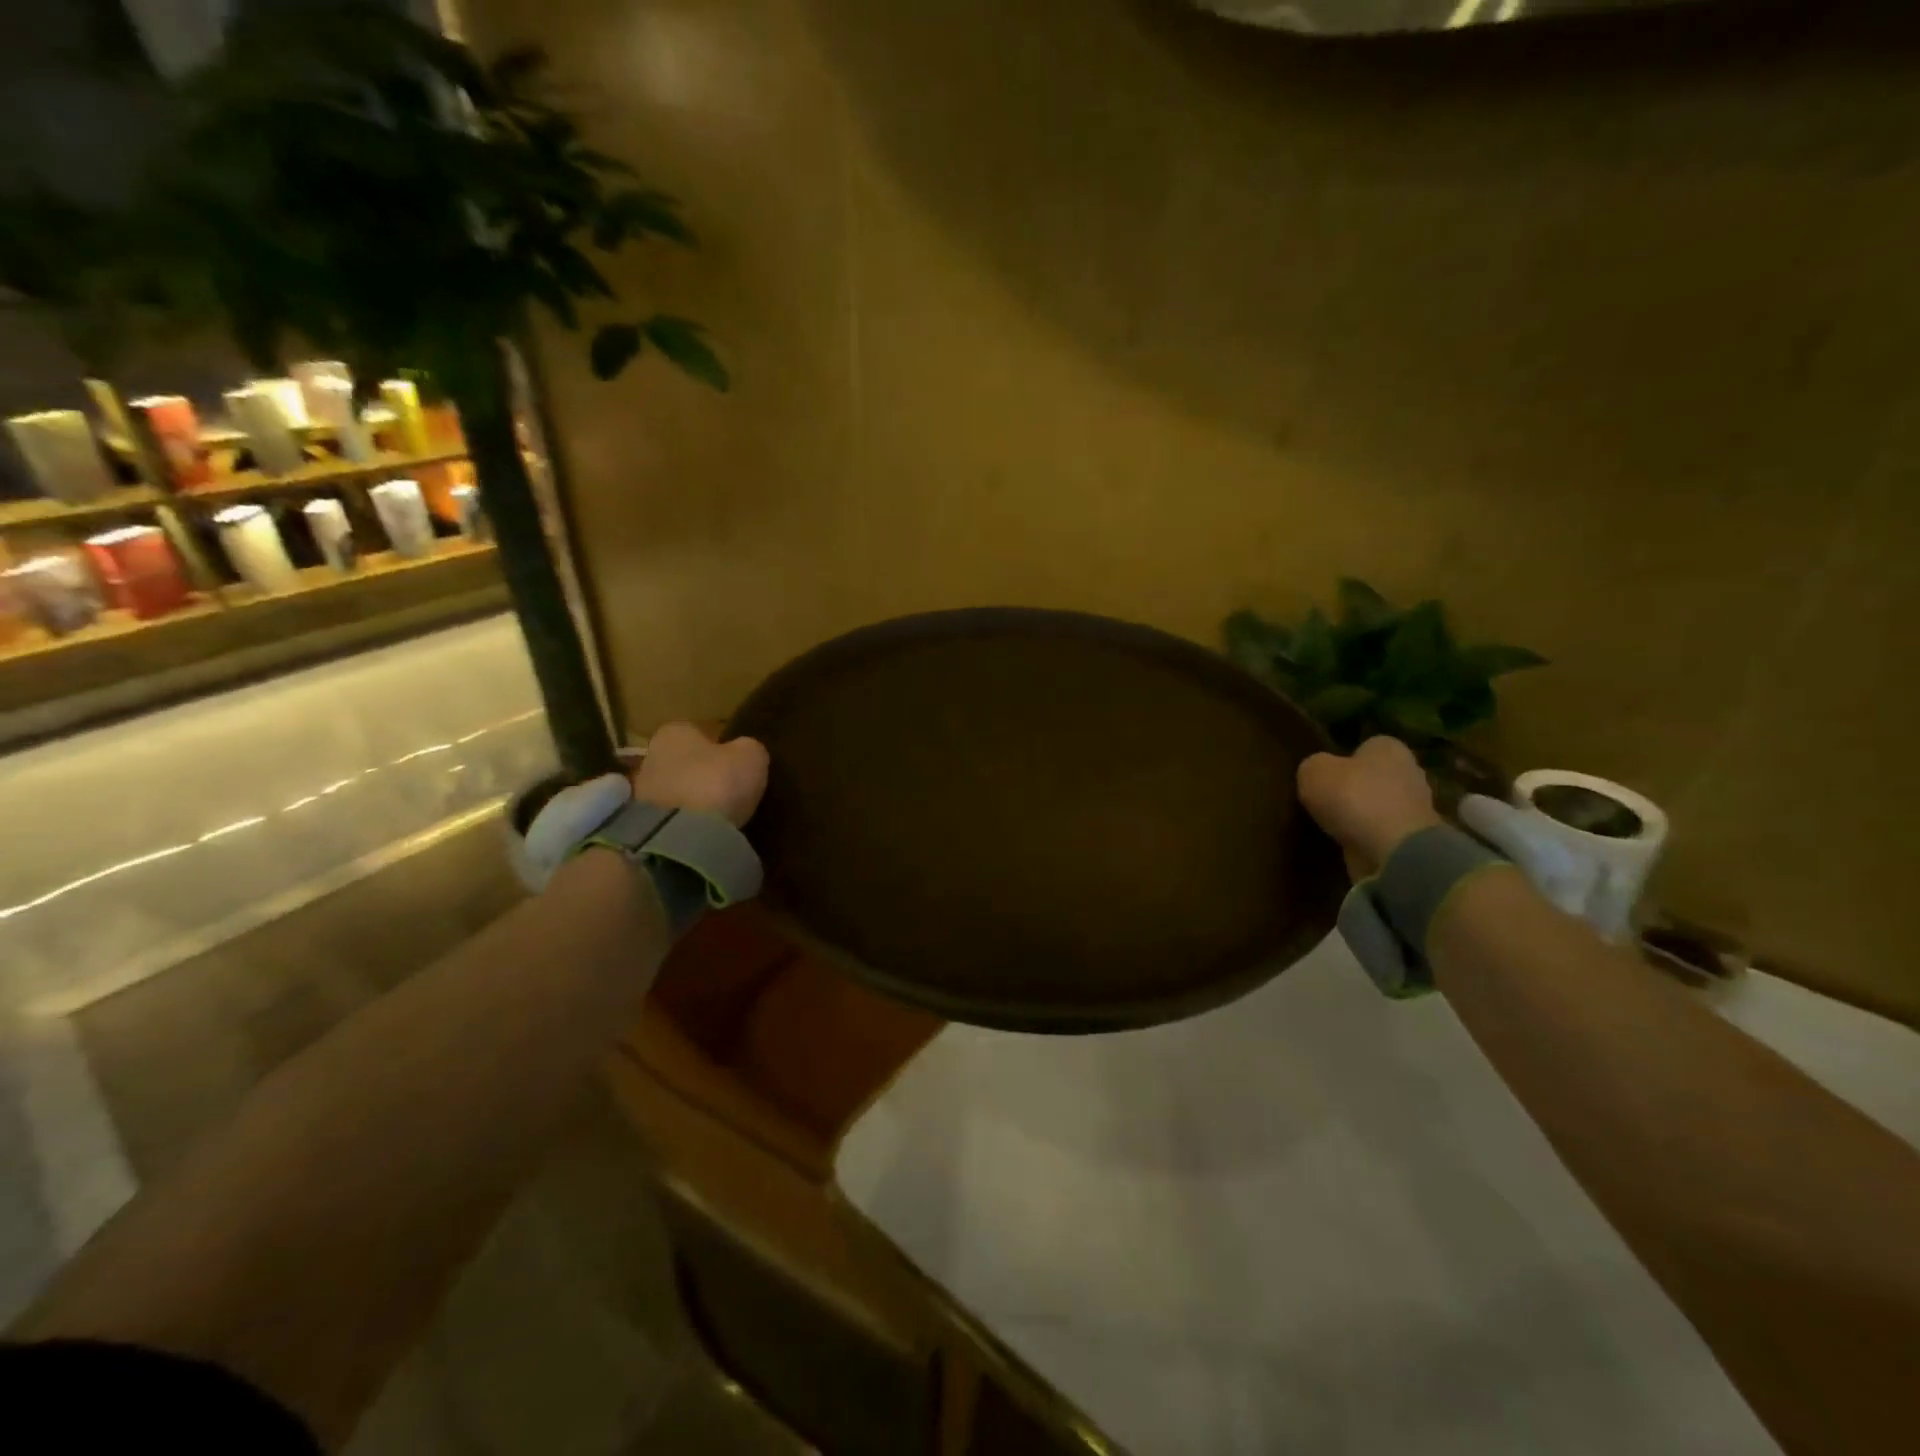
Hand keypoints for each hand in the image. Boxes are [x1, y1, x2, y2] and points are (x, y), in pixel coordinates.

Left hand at [631, 722, 768, 827]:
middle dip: (703, 773)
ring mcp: (643, 794)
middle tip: (730, 788)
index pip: (697, 731)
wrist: (681, 837)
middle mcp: (651, 757)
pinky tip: (706, 831)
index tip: (736, 761)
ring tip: (720, 814)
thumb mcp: (751, 756)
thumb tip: (744, 752)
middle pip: (683, 762)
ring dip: (694, 799)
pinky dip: (687, 822)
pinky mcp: (642, 826)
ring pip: (676, 790)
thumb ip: (747, 748)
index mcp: (674, 732)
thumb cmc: (717, 782)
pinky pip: (672, 818)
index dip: (719, 745)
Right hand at [1297, 735, 1442, 876]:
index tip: (1324, 775)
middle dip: (1354, 788)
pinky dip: (1367, 838)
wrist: (1394, 851)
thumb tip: (1317, 772)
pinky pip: (1382, 832)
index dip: (1342, 759)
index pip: (1365, 746)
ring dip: (1360, 815)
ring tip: (1331, 825)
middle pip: (1374, 776)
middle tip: (1325, 800)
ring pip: (1378, 806)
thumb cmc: (1354, 798)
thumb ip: (1313, 766)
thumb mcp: (1313, 771)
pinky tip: (1346, 843)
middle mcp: (1409, 772)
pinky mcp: (1413, 839)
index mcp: (1389, 748)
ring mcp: (1416, 808)